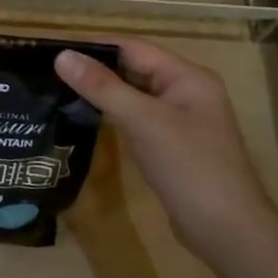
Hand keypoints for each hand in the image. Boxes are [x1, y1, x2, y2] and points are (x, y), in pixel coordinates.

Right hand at [55, 41, 277, 258]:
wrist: (227, 231)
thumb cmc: (189, 167)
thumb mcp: (144, 121)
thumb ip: (103, 87)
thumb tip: (62, 56)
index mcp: (187, 77)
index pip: (134, 48)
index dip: (95, 46)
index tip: (54, 49)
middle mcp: (186, 92)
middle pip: (135, 69)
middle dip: (96, 69)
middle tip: (50, 71)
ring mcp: (181, 121)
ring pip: (135, 96)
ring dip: (103, 93)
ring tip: (59, 91)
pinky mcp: (172, 146)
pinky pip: (138, 119)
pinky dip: (114, 116)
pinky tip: (86, 119)